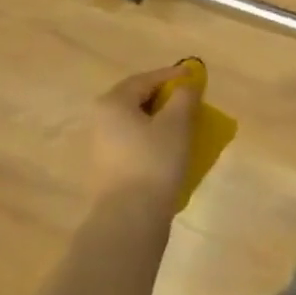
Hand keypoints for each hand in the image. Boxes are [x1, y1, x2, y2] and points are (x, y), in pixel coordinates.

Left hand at [87, 64, 200, 211]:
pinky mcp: (108, 168)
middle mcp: (101, 120)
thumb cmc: (154, 161)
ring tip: (184, 123)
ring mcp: (101, 146)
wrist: (130, 218)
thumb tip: (186, 84)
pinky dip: (152, 138)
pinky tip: (169, 147)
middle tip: (189, 99)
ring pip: (135, 122)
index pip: (146, 79)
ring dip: (159, 119)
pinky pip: (133, 142)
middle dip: (165, 97)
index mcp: (113, 103)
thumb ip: (184, 96)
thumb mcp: (177, 122)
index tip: (194, 77)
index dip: (172, 76)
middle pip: (137, 99)